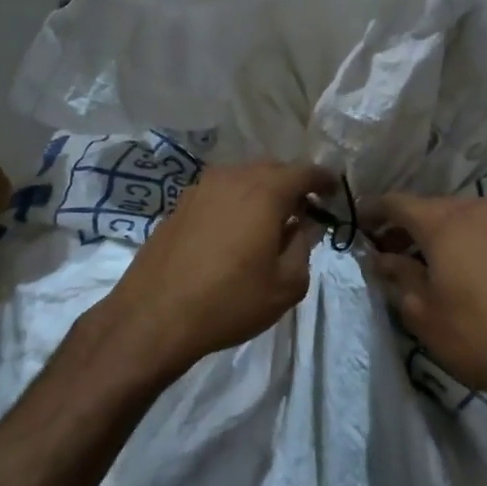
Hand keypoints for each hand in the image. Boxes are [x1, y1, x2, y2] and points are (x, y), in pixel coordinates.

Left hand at [93, 160, 336, 383]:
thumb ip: (303, 247)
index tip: (332, 191)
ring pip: (241, 178)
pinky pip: (218, 193)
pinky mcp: (178, 205)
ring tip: (268, 222)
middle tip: (303, 209)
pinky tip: (234, 231)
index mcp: (264, 192)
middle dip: (291, 184)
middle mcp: (232, 178)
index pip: (304, 172)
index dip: (322, 180)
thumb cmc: (229, 301)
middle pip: (271, 169)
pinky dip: (234, 202)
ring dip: (260, 192)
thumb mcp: (286, 286)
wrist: (154, 316)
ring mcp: (199, 189)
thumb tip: (303, 227)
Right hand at [364, 193, 486, 417]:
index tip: (355, 224)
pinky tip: (456, 277)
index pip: (397, 202)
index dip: (372, 211)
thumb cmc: (477, 335)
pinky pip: (482, 237)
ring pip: (458, 223)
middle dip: (403, 228)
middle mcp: (478, 212)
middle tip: (383, 254)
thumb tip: (381, 258)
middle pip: (430, 209)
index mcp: (446, 221)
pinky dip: (461, 247)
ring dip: (433, 239)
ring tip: (418, 269)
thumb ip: (399, 275)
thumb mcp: (423, 311)